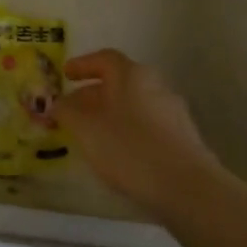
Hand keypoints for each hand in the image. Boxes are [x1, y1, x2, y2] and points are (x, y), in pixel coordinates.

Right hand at [54, 49, 218, 215]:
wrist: (187, 188)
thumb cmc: (129, 148)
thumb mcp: (86, 129)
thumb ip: (67, 111)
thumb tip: (59, 103)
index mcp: (131, 74)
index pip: (104, 58)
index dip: (82, 65)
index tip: (66, 75)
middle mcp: (155, 85)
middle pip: (119, 83)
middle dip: (93, 95)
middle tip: (73, 112)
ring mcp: (173, 112)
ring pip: (134, 105)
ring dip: (112, 115)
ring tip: (93, 137)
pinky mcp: (184, 138)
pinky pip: (148, 126)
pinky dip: (130, 132)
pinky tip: (120, 155)